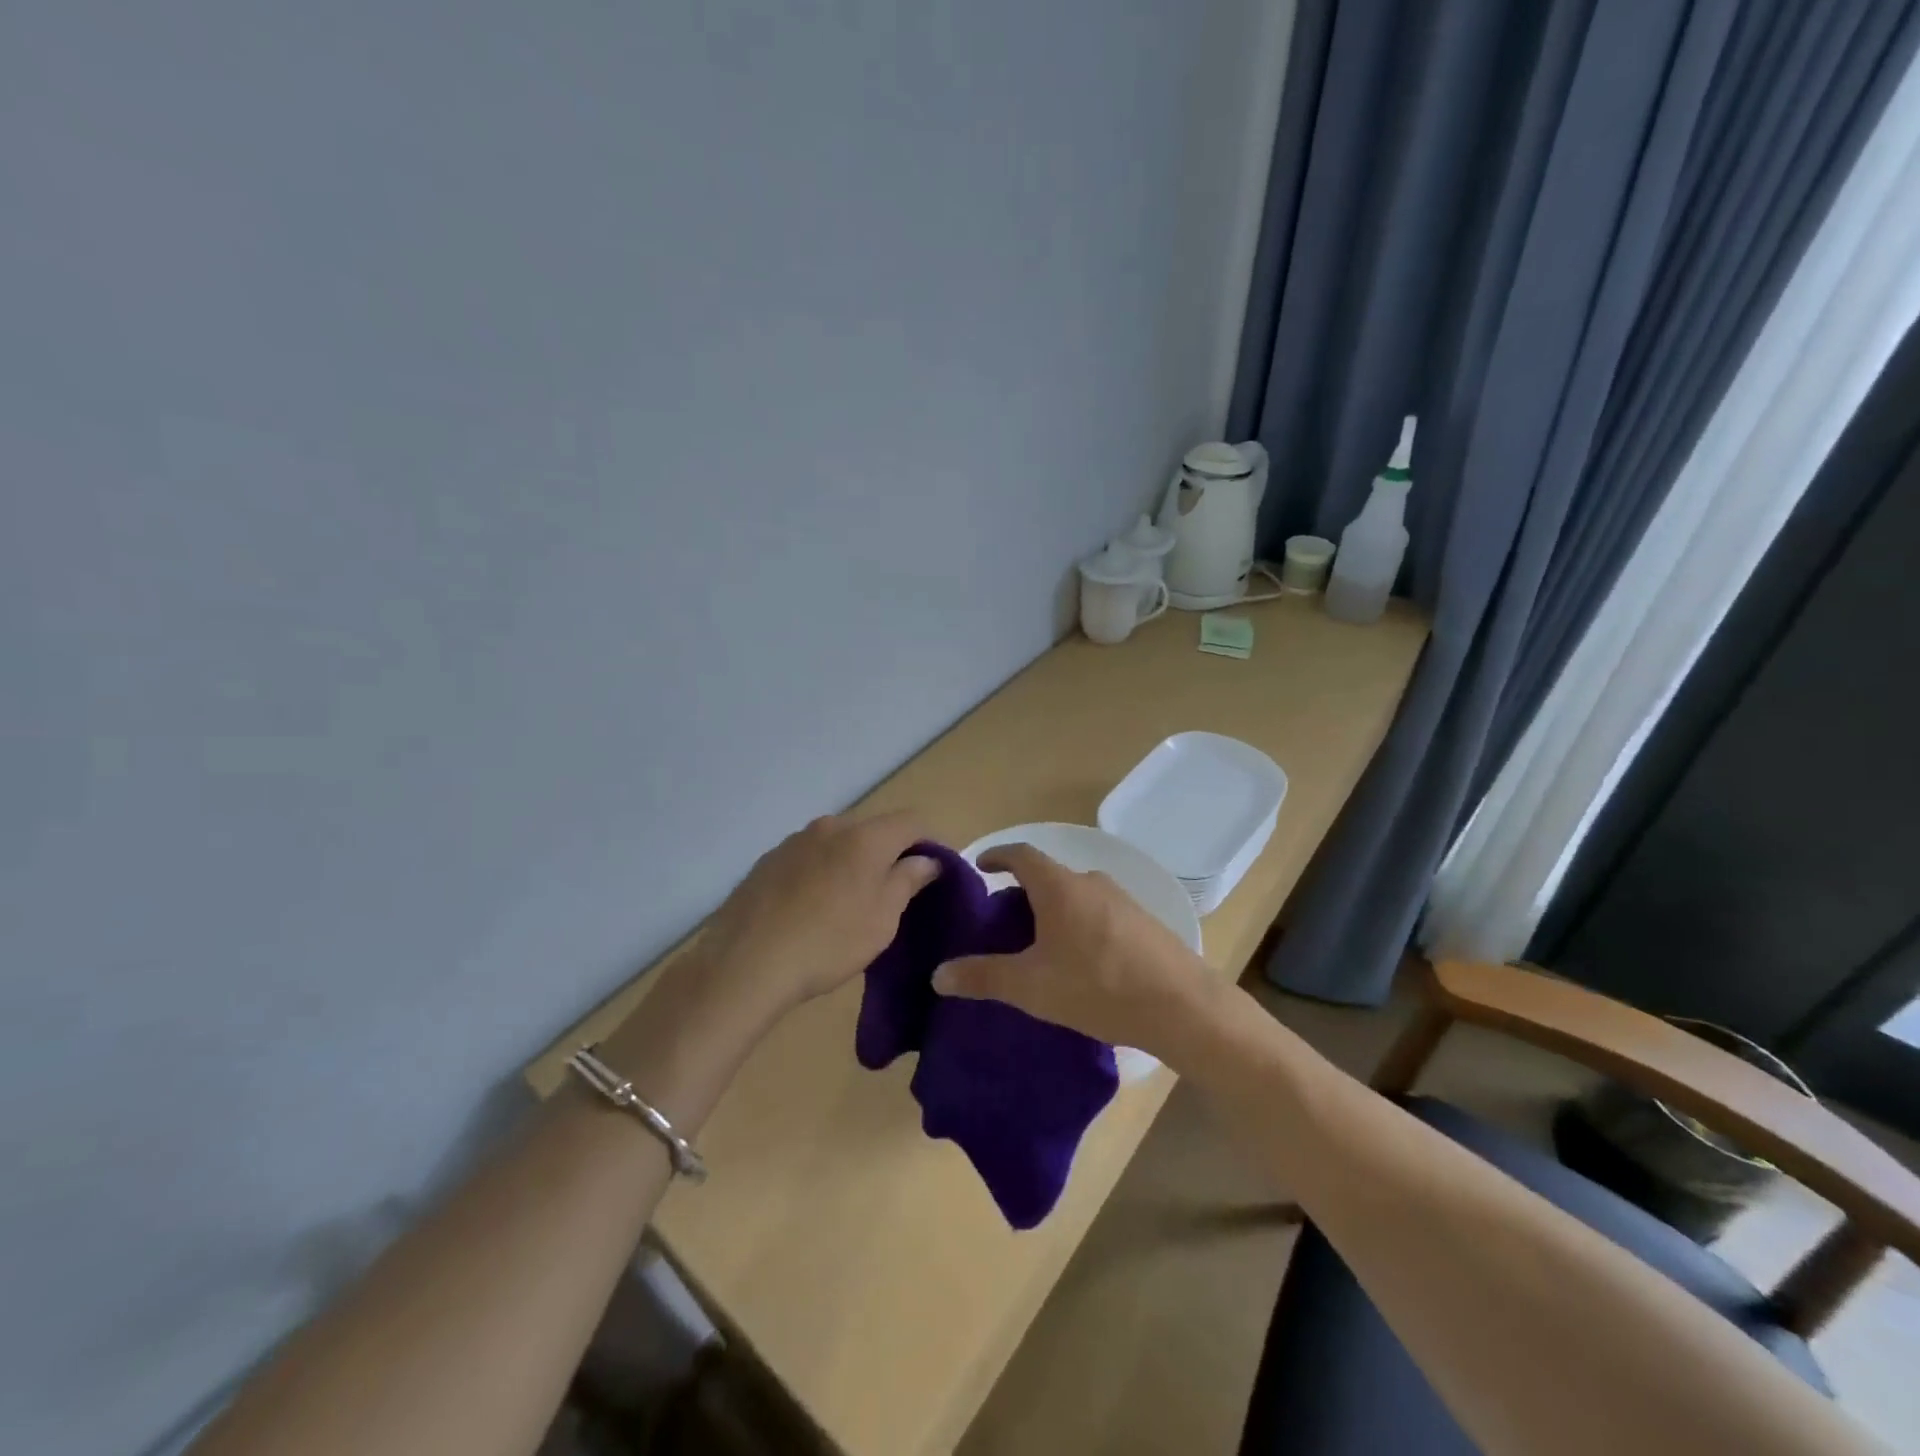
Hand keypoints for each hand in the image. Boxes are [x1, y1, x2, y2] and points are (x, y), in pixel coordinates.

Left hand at [699, 811, 941, 1021]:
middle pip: (873, 829)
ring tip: (850, 902)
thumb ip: (908, 880)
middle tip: (895, 891)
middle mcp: (830, 826)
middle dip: (890, 852)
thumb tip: (926, 858)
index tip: (937, 871)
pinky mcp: (768, 860)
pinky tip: (813, 907)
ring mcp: (794, 840)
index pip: (912, 821)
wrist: (746, 963)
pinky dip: (822, 872)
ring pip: (838, 842)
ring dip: (853, 862)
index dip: (931, 841)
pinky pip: (809, 857)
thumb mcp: (882, 919)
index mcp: (865, 836)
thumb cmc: (828, 942)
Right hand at [930, 843, 1213, 1055]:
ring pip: (1075, 895)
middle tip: (1003, 923)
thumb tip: (938, 974)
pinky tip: (1080, 961)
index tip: (981, 867)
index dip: (997, 856)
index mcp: (1060, 886)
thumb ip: (983, 977)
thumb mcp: (1031, 987)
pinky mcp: (1145, 922)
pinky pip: (1099, 912)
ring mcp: (1123, 900)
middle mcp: (1091, 882)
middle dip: (1022, 893)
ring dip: (1053, 911)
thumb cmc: (1098, 986)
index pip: (1021, 854)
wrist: (1183, 1007)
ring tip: (1039, 946)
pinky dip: (1079, 924)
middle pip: (1048, 876)